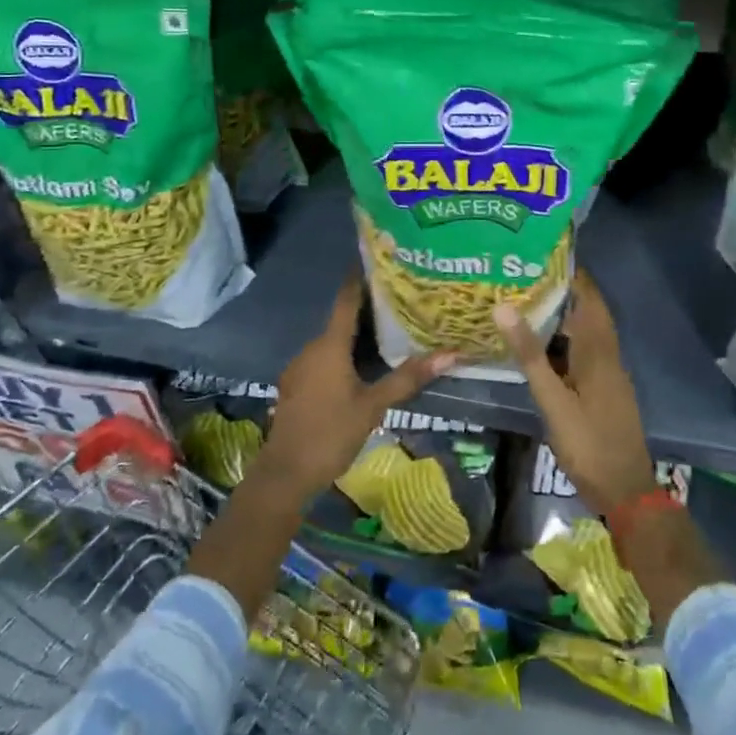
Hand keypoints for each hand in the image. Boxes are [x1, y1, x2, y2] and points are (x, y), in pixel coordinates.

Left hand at [259, 276, 456, 498]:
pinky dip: (341, 356)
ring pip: (331, 342)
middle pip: (340, 320)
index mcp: (329, 345)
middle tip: (398, 301)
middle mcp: (311, 348)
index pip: (346, 299)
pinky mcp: (295, 386)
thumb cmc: (331, 433)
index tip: (377, 260)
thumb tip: (450, 354)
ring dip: (354, 336)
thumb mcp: (374, 406)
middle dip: (366, 310)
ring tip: (386, 332)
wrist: (285, 474)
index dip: (360, 278)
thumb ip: (408, 378)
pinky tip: (360, 367)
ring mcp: (299, 368)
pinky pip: (322, 360)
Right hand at [496, 271, 657, 516]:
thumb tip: (504, 307)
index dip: (571, 273)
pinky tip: (542, 344)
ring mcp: (609, 373)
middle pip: (589, 311)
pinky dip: (566, 339)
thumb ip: (530, 356)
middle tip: (526, 275)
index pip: (588, 297)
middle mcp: (608, 355)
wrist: (626, 492)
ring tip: (527, 300)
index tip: (541, 254)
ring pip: (587, 332)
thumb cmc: (589, 444)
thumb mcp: (553, 401)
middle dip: (563, 290)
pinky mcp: (604, 389)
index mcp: (598, 351)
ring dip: (564, 314)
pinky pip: (585, 350)